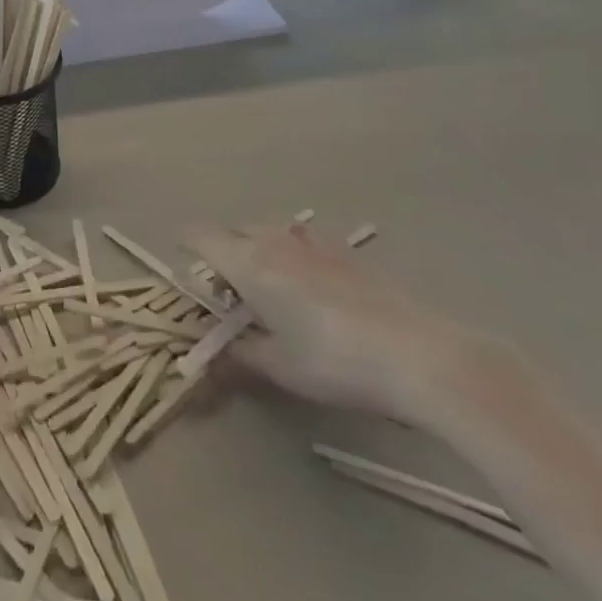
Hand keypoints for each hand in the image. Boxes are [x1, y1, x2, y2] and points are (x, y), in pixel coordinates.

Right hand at [187, 225, 481, 422]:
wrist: (415, 353)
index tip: (186, 270)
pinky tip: (312, 292)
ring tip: (270, 295)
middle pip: (233, 233)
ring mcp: (312, 241)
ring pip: (268, 233)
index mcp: (248, 262)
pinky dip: (292, 257)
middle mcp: (274, 239)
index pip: (200, 236)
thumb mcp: (280, 368)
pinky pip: (301, 242)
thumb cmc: (334, 361)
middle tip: (230, 300)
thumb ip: (240, 356)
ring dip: (258, 254)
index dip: (186, 247)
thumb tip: (213, 357)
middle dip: (223, 257)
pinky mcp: (344, 251)